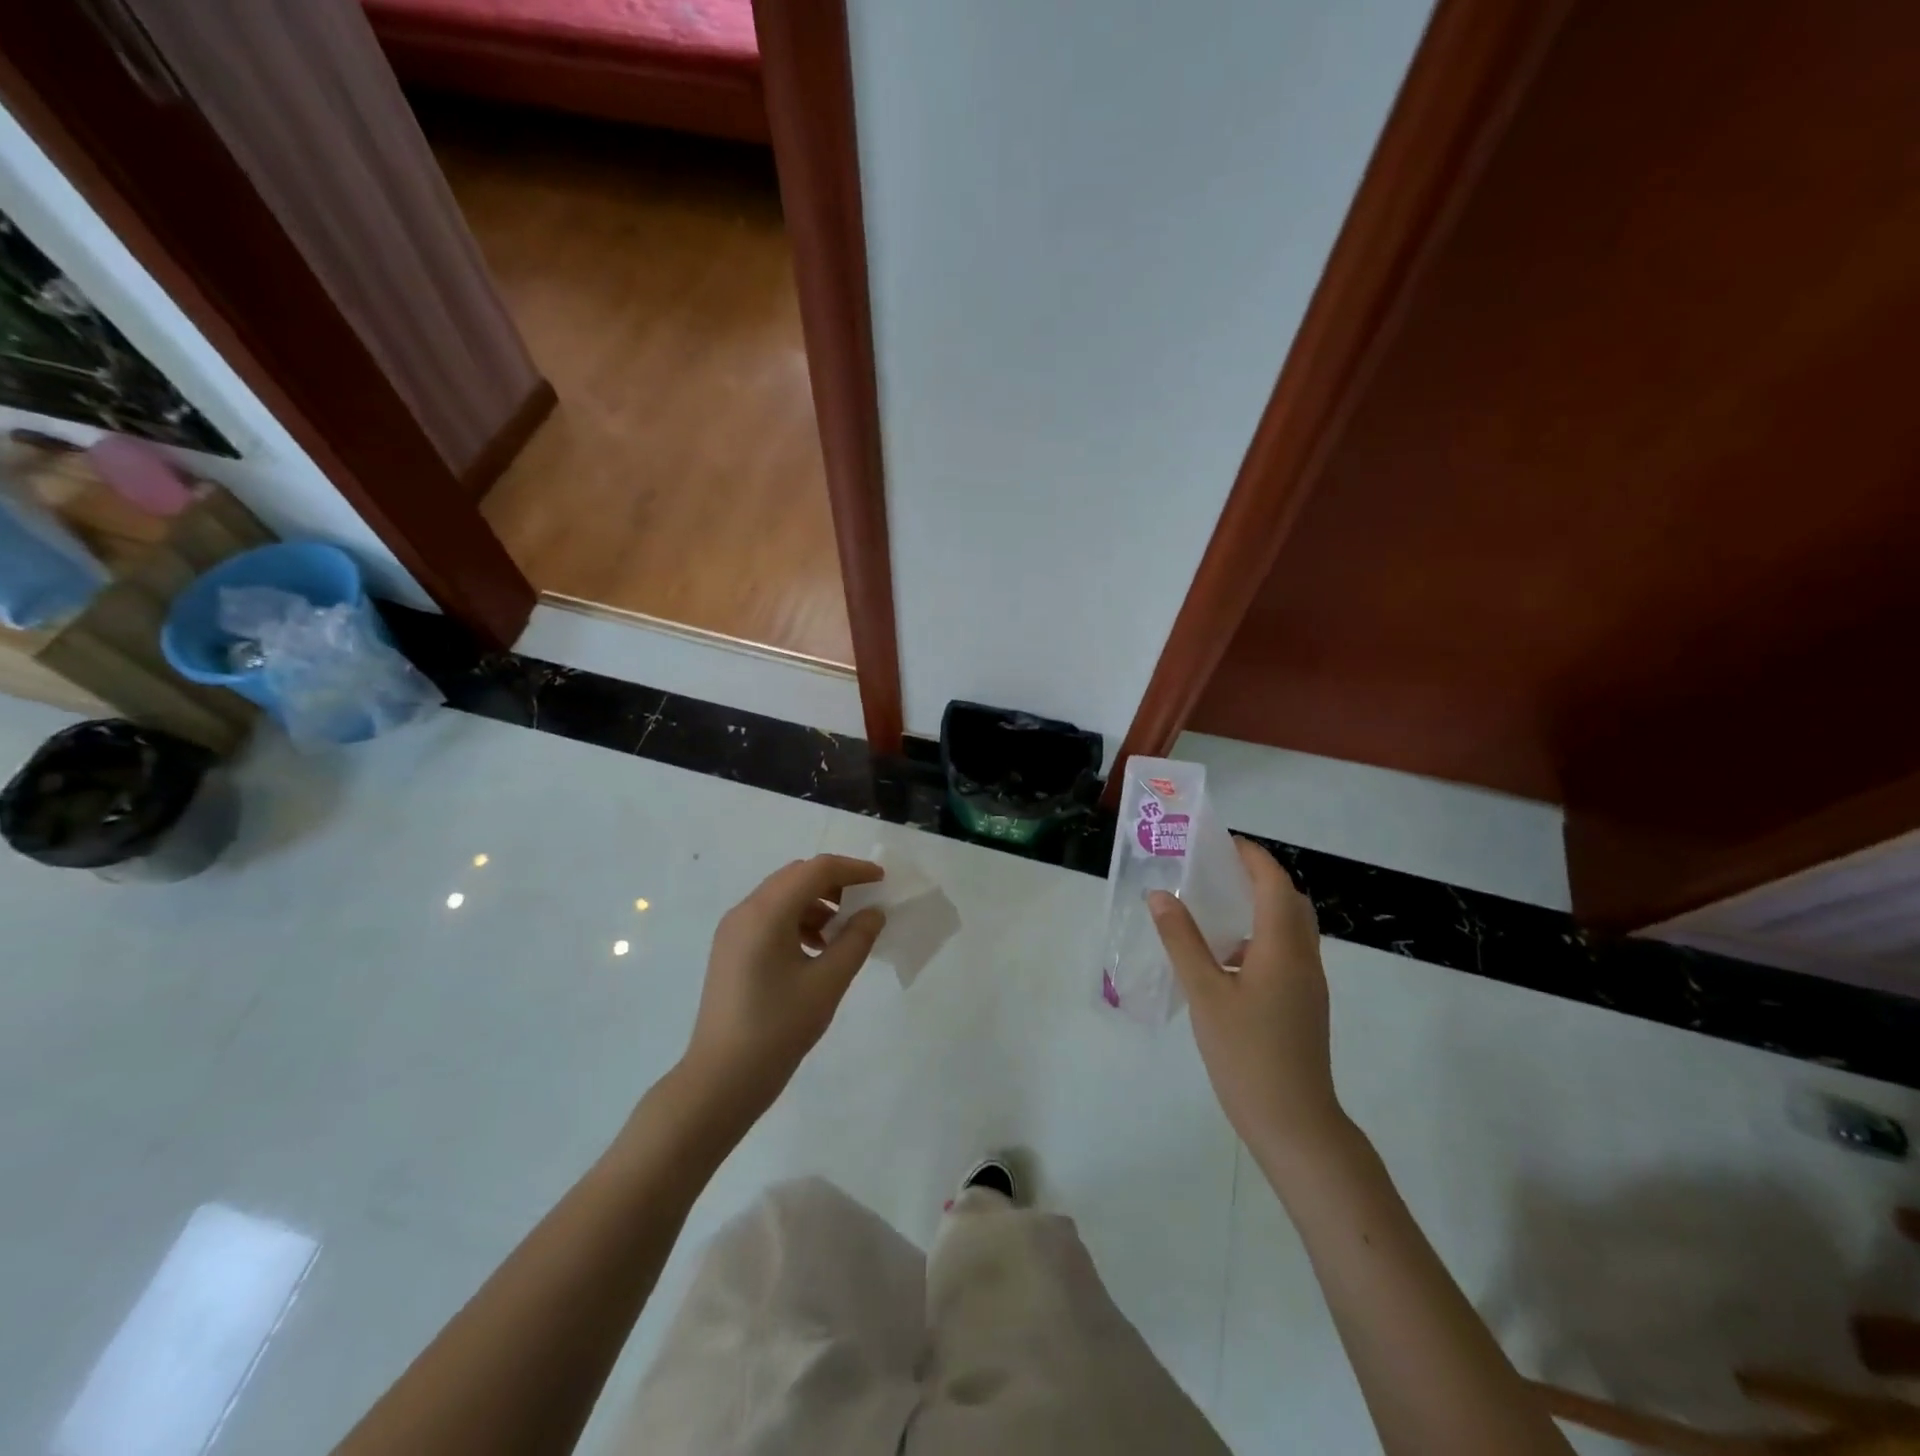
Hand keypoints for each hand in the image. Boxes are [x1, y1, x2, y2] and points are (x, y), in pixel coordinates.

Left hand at [680, 855, 885, 1123]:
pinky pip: (769, 917)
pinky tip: (816, 950)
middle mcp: (745, 911)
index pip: (816, 870)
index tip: (882, 881)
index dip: (853, 869)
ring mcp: (733, 930)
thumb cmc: (777, 1029)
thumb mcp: (827, 983)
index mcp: (766, 913)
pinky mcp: (730, 949)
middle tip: (865, 904)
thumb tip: (874, 912)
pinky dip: (797, 920)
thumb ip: (856, 940)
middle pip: (796, 876)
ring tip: (842, 933)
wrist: (720, 1080)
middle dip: (834, 883)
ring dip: (816, 903)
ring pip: (783, 895)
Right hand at [1149, 838, 1346, 1164]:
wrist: (1295, 1123)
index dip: (1253, 857)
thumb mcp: (1205, 994)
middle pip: (1290, 902)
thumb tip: (1160, 895)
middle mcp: (1303, 959)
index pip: (1275, 884)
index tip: (1223, 842)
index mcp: (1282, 948)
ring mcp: (1307, 985)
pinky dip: (1260, 939)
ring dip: (1261, 908)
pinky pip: (1286, 954)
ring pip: (1291, 929)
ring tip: (1218, 908)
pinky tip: (1226, 961)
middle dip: (1260, 877)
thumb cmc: (1247, 1054)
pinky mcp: (1304, 1006)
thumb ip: (1182, 941)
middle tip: (1219, 870)